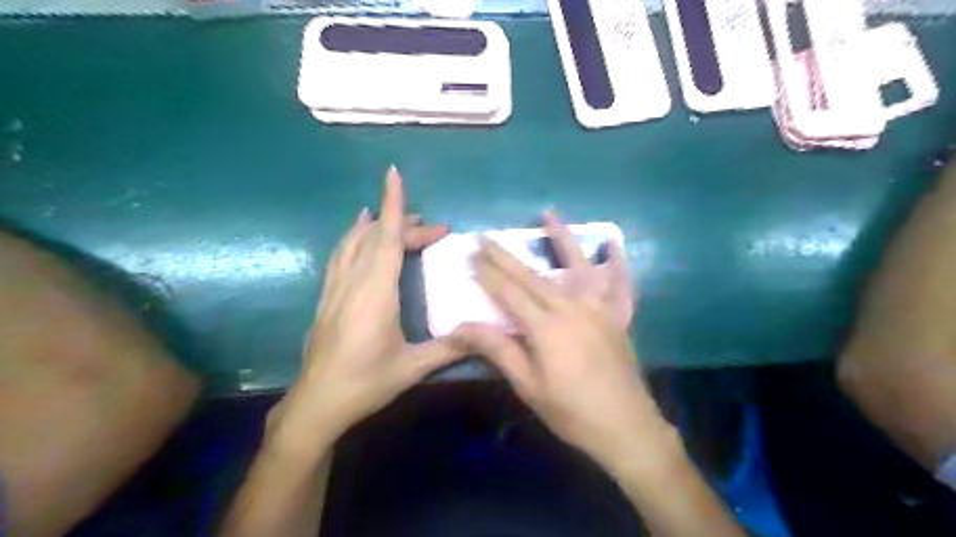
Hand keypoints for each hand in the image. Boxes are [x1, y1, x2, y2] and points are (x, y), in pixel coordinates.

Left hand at [270, 166, 469, 449]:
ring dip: (376, 225)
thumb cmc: (365, 383)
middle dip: (405, 224)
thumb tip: (483, 335)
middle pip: (376, 238)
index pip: (385, 238)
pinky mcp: (327, 297)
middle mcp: (353, 282)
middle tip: (436, 229)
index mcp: (375, 292)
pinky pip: (341, 255)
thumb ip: (448, 348)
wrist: (317, 403)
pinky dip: (354, 238)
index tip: (394, 174)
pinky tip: (358, 235)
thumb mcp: (412, 367)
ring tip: (396, 217)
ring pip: (354, 242)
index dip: (392, 205)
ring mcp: (336, 288)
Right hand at [455, 215, 671, 469]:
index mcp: (546, 327)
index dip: (488, 274)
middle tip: (486, 236)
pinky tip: (613, 245)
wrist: (626, 428)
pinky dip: (616, 263)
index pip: (509, 292)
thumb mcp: (528, 386)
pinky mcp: (618, 317)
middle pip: (533, 276)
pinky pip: (619, 284)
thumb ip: (498, 350)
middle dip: (506, 255)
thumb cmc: (571, 411)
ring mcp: (599, 309)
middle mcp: (572, 308)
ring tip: (549, 214)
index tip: (470, 255)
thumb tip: (460, 328)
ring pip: (577, 266)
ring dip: (562, 239)